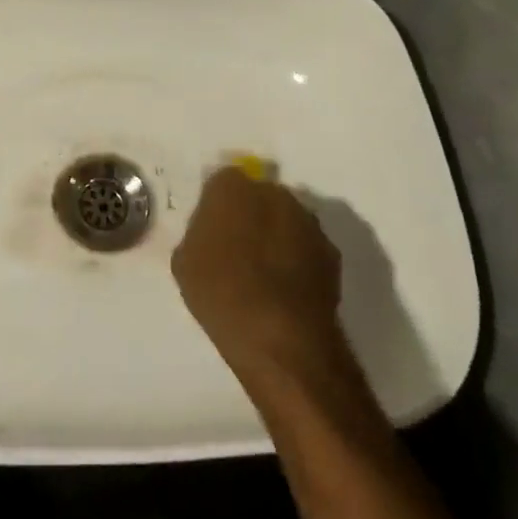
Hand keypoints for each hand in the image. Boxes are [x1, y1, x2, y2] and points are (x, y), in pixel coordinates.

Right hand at [172, 166, 351, 393]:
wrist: (280, 338)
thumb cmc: (220, 294)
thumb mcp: (185, 261)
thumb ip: (200, 232)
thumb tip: (214, 230)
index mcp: (232, 188)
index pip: (222, 180)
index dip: (217, 204)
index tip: (213, 229)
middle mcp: (274, 193)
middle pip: (258, 195)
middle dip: (250, 214)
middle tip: (238, 248)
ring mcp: (307, 221)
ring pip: (286, 219)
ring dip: (277, 236)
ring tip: (265, 273)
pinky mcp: (331, 251)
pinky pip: (307, 247)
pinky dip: (298, 260)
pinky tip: (286, 289)